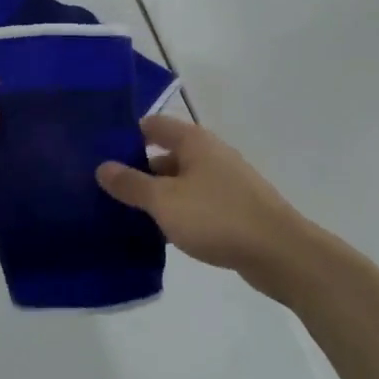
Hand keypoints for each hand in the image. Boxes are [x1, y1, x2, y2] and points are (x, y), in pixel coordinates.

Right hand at [96, 115, 315, 300]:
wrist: (280, 253)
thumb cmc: (218, 217)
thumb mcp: (165, 201)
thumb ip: (132, 184)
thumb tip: (102, 166)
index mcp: (194, 142)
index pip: (154, 125)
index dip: (127, 134)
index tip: (99, 151)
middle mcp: (210, 155)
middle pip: (165, 154)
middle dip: (137, 170)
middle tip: (104, 188)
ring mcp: (224, 182)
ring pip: (179, 182)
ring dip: (156, 195)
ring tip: (123, 214)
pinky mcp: (233, 209)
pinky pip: (194, 204)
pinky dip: (176, 213)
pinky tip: (158, 234)